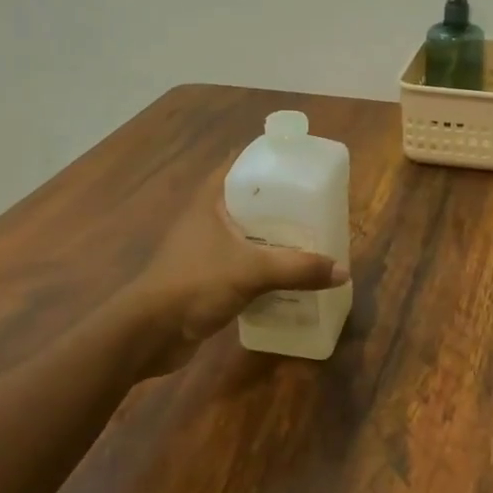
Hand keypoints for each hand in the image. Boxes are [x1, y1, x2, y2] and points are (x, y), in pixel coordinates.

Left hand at [130, 175, 348, 364]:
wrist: (150, 333)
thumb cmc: (195, 283)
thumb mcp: (252, 271)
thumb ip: (298, 269)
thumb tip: (343, 270)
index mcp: (211, 200)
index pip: (240, 164)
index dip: (269, 160)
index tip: (300, 164)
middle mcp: (208, 219)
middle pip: (250, 201)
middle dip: (282, 204)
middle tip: (317, 206)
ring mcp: (207, 249)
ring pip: (249, 235)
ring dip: (276, 238)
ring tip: (312, 240)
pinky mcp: (209, 278)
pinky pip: (246, 264)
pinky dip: (267, 267)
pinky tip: (291, 276)